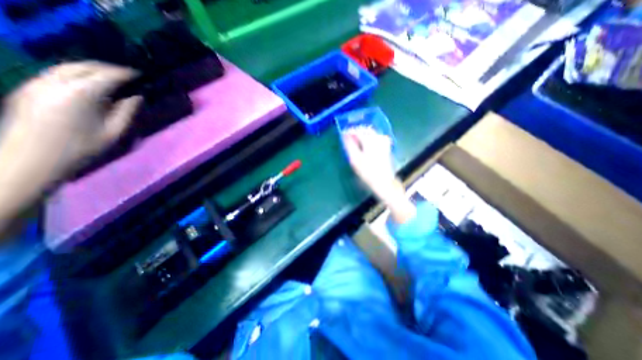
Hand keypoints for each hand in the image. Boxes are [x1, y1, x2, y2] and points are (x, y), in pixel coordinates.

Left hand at [1, 61, 140, 181]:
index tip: (139, 75)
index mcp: (82, 94)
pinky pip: (55, 74)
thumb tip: (137, 97)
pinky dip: (75, 74)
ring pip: (67, 67)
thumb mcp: (114, 132)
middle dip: (108, 68)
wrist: (33, 158)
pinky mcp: (28, 89)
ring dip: (90, 69)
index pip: (107, 75)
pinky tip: (86, 84)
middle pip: (85, 66)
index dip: (125, 73)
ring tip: (108, 78)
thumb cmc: (82, 148)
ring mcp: (37, 83)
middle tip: (126, 75)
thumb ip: (127, 112)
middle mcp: (56, 82)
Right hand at [347, 128, 416, 225]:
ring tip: (355, 139)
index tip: (343, 134)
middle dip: (356, 131)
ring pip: (371, 132)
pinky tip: (365, 142)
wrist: (383, 182)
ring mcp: (384, 142)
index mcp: (370, 141)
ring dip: (362, 134)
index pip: (358, 131)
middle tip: (348, 136)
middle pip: (366, 129)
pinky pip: (376, 136)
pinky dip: (369, 137)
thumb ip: (349, 146)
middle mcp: (378, 138)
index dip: (349, 131)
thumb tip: (345, 136)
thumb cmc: (367, 172)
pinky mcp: (386, 146)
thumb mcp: (355, 160)